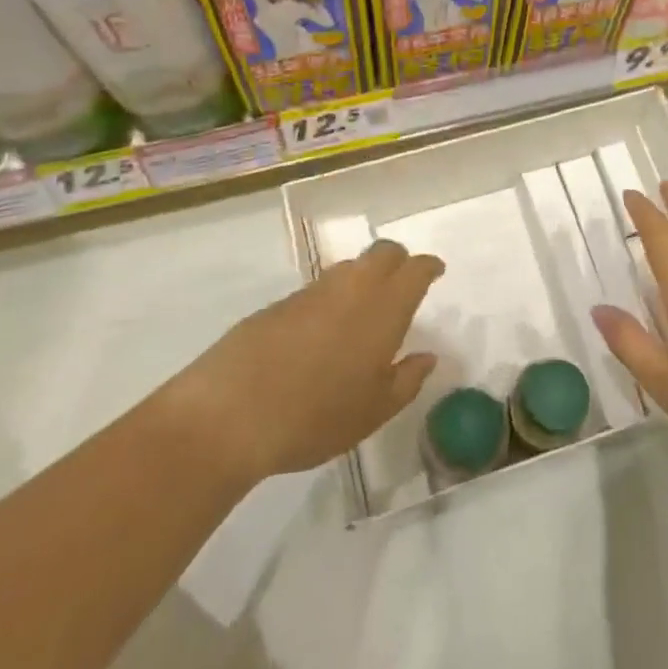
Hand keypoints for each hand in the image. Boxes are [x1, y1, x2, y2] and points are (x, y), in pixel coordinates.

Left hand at [172, 240, 442, 484]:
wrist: (231, 411)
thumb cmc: (316, 415)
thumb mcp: (373, 410)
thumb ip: (407, 380)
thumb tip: (427, 356)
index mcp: (384, 308)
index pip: (414, 269)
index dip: (428, 267)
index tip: (435, 271)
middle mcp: (352, 288)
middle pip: (382, 252)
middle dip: (398, 260)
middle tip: (404, 281)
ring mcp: (312, 291)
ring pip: (349, 267)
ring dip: (364, 277)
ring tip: (364, 310)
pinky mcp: (279, 303)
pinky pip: (319, 288)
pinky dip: (332, 298)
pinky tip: (323, 331)